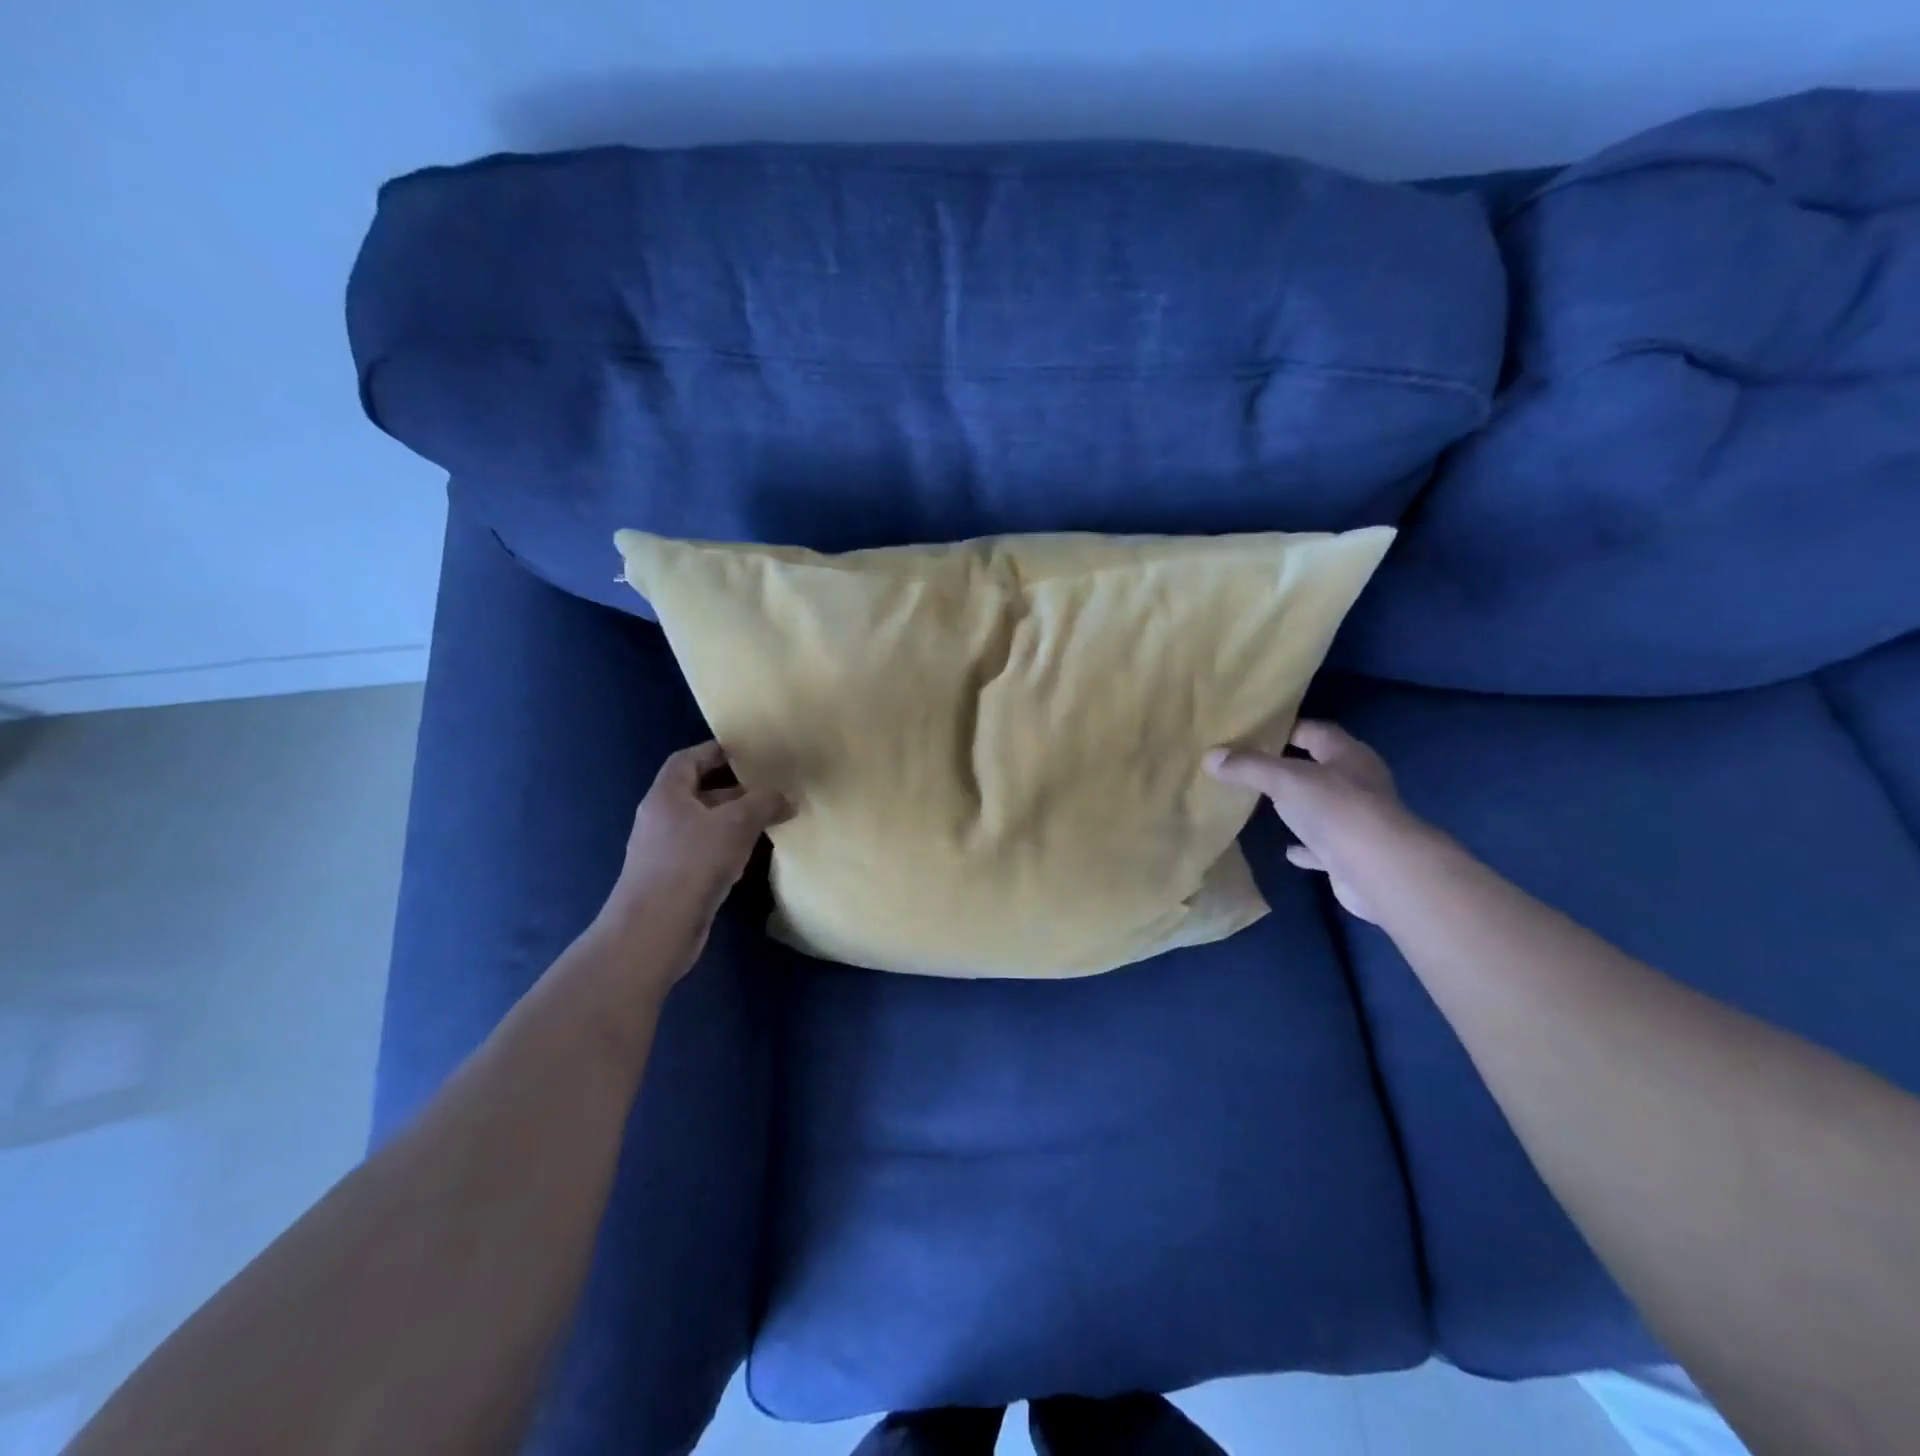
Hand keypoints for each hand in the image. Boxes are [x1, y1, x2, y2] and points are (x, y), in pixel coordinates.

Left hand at [598, 741, 788, 976]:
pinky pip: (705, 852)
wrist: (654, 930)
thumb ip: (764, 804)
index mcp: (666, 795)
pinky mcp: (674, 879)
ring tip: (769, 819)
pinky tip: (750, 857)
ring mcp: (665, 851)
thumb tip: (786, 798)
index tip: (747, 752)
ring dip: (734, 821)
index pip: (688, 759)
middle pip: (699, 792)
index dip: (715, 751)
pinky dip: (727, 848)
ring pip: (705, 825)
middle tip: (769, 787)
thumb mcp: (736, 824)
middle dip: (734, 789)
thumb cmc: (692, 864)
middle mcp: (661, 818)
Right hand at [1206, 720, 1418, 924]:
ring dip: (1299, 806)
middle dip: (1289, 766)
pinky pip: (1323, 846)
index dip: (1286, 728)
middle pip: (1319, 767)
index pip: (1315, 730)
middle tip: (1249, 766)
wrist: (1380, 871)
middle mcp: (1358, 783)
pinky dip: (1305, 847)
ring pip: (1322, 806)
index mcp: (1348, 755)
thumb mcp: (1285, 780)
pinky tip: (1286, 851)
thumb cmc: (1336, 810)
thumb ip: (1248, 767)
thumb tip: (1209, 756)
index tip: (1252, 733)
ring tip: (1264, 804)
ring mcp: (1358, 820)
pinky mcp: (1353, 854)